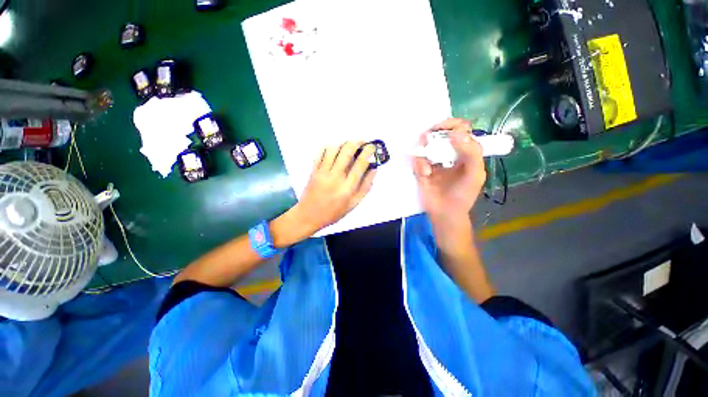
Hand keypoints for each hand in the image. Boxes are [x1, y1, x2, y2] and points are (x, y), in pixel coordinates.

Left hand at [274, 141, 376, 244]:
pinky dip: (329, 147)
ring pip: (333, 149)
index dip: (368, 152)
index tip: (372, 147)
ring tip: (349, 146)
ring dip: (343, 144)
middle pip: (347, 151)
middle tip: (362, 142)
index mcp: (347, 188)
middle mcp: (335, 177)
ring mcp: (323, 172)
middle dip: (357, 142)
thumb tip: (373, 169)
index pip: (360, 164)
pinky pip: (321, 153)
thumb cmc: (333, 212)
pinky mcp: (314, 170)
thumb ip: (365, 186)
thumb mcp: (354, 204)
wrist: (309, 216)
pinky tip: (334, 150)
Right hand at [413, 118, 485, 223]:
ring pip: (426, 145)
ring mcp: (433, 160)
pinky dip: (420, 165)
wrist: (445, 213)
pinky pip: (417, 160)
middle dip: (433, 133)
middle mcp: (448, 153)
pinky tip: (425, 174)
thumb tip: (456, 133)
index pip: (460, 130)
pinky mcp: (421, 169)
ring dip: (425, 150)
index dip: (452, 125)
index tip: (442, 128)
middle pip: (440, 134)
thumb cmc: (463, 195)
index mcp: (465, 152)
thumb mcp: (475, 174)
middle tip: (427, 138)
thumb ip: (471, 153)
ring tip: (427, 166)